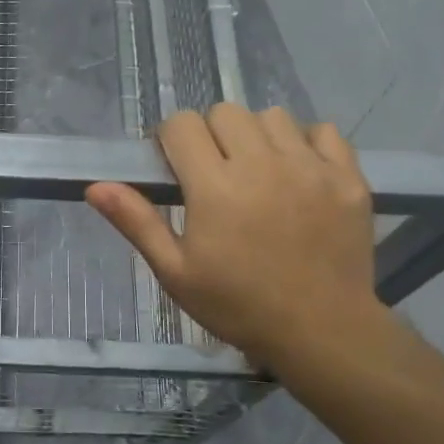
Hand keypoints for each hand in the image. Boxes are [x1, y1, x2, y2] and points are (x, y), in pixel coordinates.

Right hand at [86, 105, 388, 371]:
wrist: (322, 332)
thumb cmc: (238, 305)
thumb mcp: (176, 272)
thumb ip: (137, 222)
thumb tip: (96, 186)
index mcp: (215, 187)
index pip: (182, 124)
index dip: (172, 140)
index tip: (177, 167)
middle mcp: (262, 164)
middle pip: (225, 112)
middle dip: (212, 134)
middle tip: (216, 173)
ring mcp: (310, 167)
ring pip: (272, 116)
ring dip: (257, 135)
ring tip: (259, 172)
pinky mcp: (347, 177)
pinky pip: (322, 131)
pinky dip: (306, 143)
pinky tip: (299, 173)